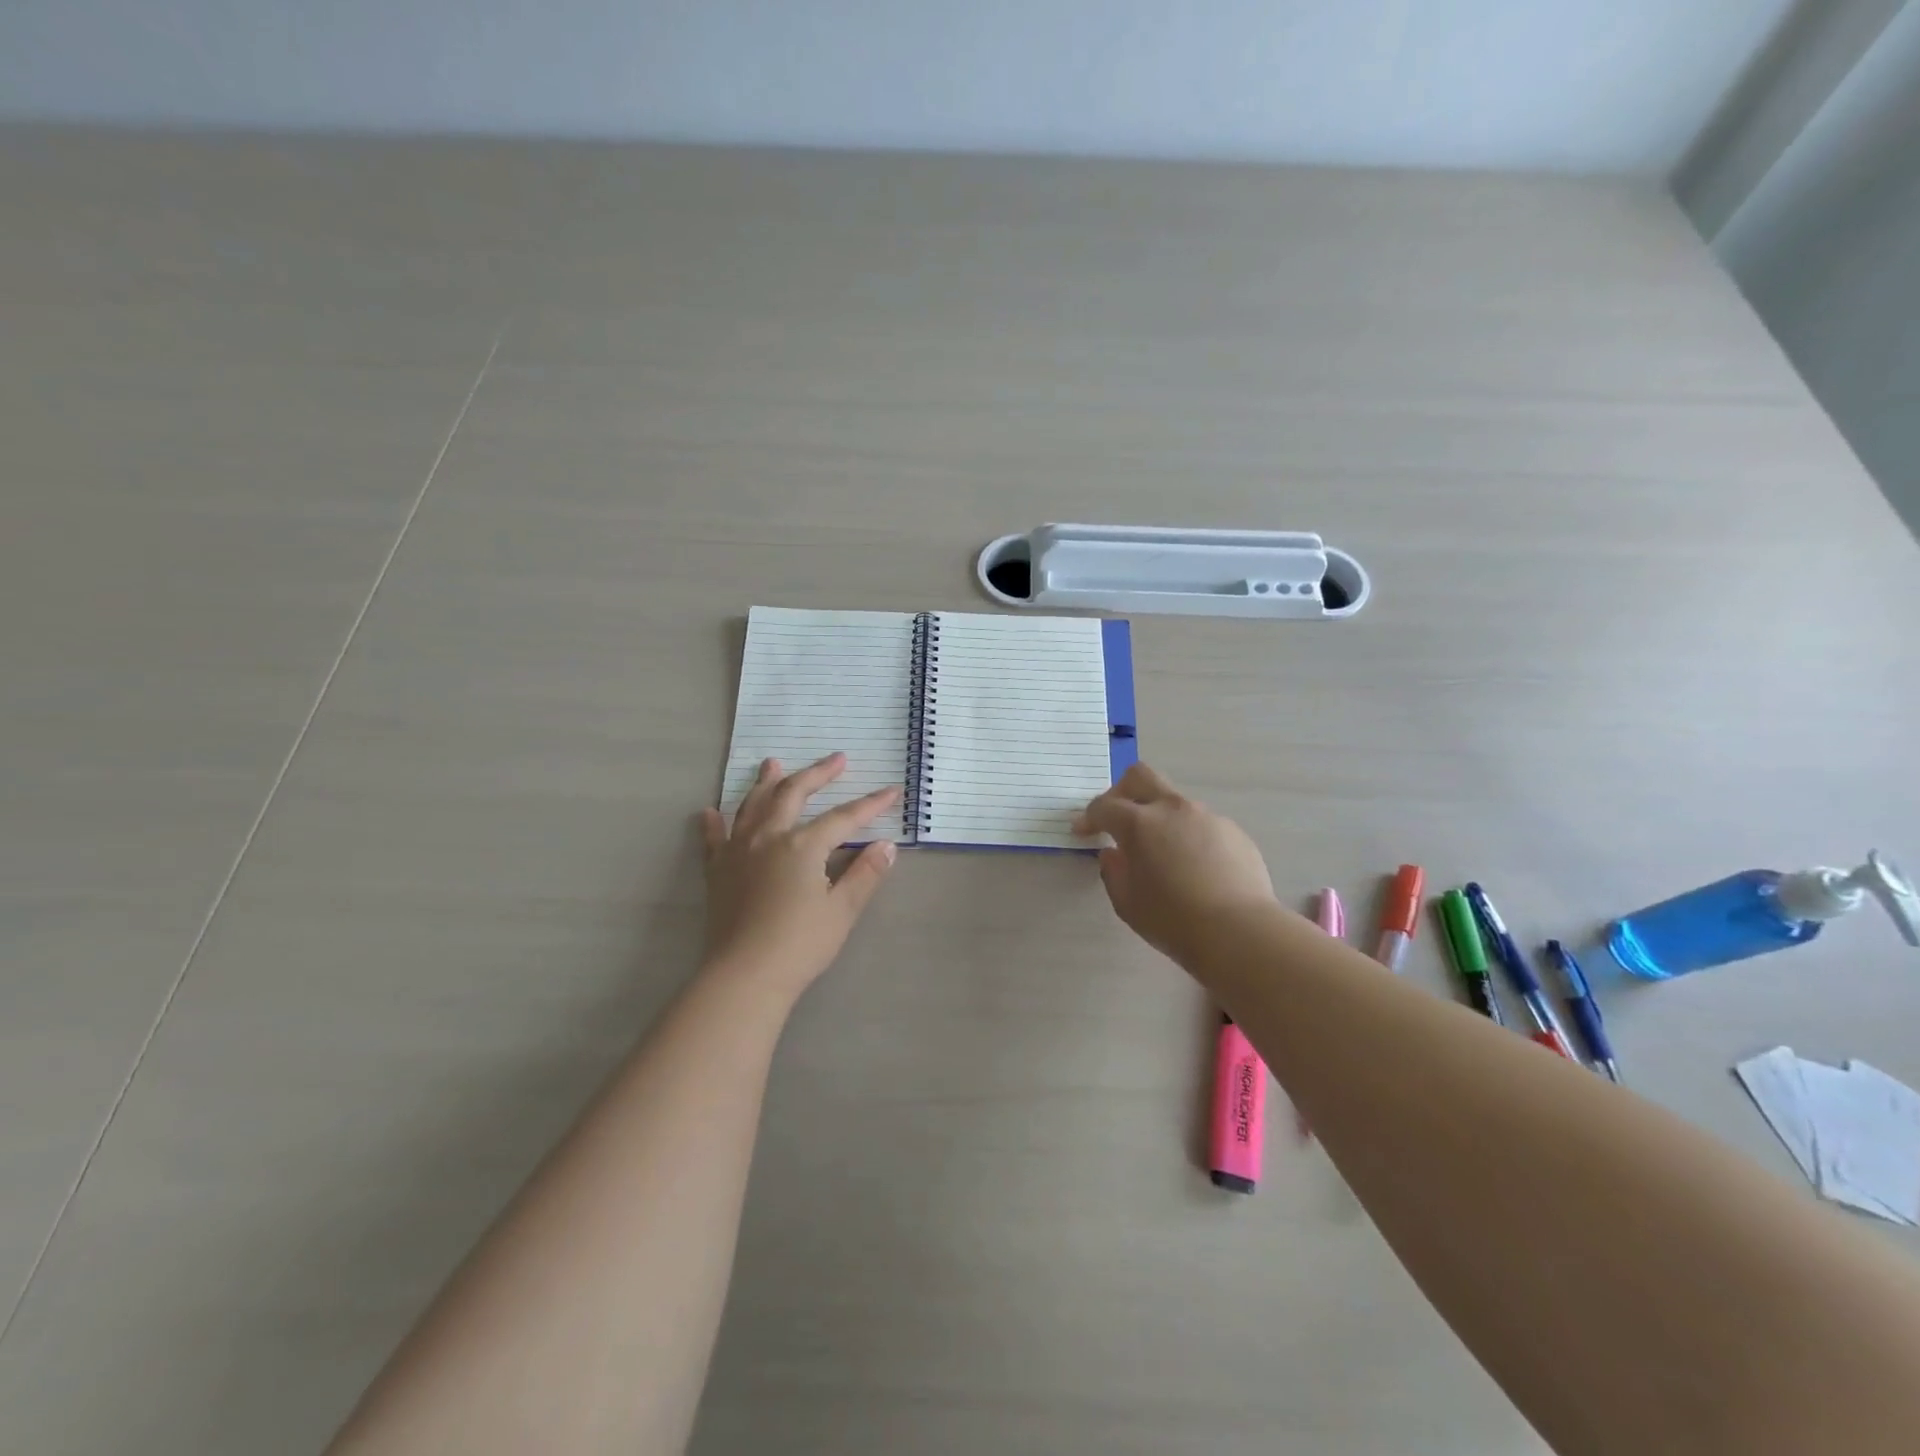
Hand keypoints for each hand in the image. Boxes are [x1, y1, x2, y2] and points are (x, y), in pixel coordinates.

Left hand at [699, 753, 901, 997]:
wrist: (743, 975)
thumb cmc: (799, 944)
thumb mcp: (841, 910)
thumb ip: (865, 874)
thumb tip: (887, 845)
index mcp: (803, 845)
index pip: (844, 817)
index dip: (870, 804)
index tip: (892, 790)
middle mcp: (769, 837)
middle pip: (794, 794)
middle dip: (817, 774)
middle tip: (836, 759)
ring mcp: (738, 851)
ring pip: (753, 806)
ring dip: (766, 782)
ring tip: (772, 763)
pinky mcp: (717, 871)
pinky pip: (714, 839)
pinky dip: (714, 823)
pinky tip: (711, 812)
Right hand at [1074, 762, 1275, 964]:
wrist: (1239, 931)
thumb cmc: (1173, 920)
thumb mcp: (1127, 903)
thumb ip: (1113, 871)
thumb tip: (1113, 853)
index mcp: (1139, 823)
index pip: (1104, 806)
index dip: (1088, 817)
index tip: (1082, 830)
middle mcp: (1172, 809)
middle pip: (1140, 777)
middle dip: (1121, 791)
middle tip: (1117, 819)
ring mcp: (1207, 816)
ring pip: (1174, 802)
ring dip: (1159, 818)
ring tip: (1162, 854)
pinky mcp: (1233, 831)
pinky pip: (1201, 824)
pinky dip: (1189, 836)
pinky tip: (1195, 869)